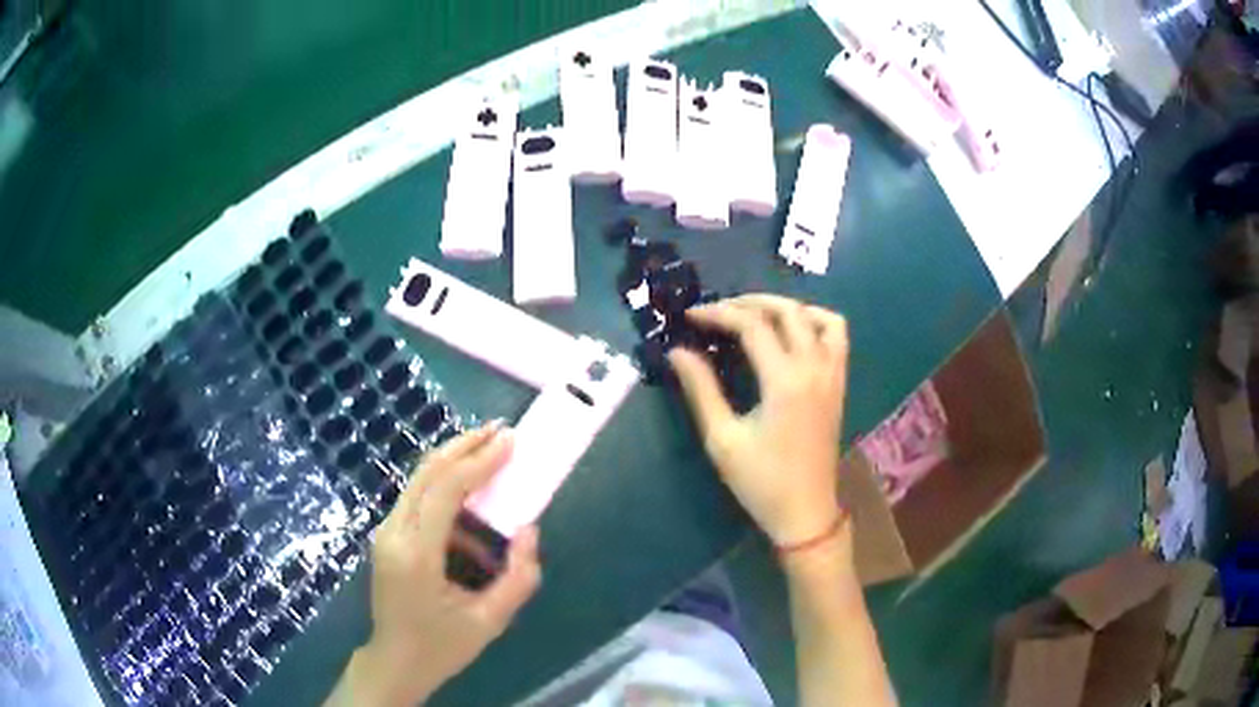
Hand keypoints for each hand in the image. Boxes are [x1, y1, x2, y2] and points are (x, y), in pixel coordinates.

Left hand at [346, 425, 541, 705]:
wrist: (395, 661)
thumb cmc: (442, 645)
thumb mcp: (491, 621)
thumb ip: (519, 577)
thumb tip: (530, 529)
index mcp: (416, 554)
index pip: (445, 490)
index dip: (479, 461)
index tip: (511, 442)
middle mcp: (393, 533)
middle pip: (427, 472)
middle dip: (465, 446)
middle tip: (501, 432)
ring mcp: (386, 533)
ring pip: (420, 481)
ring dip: (456, 465)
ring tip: (492, 461)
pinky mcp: (388, 537)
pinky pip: (419, 502)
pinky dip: (448, 494)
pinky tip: (475, 519)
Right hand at [668, 295, 848, 546]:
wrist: (805, 511)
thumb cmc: (760, 481)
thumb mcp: (722, 438)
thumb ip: (701, 389)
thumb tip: (678, 352)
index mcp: (784, 380)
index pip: (751, 325)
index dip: (718, 314)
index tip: (691, 316)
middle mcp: (814, 367)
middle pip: (786, 311)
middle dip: (748, 302)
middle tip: (717, 311)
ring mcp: (832, 373)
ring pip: (817, 316)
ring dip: (785, 307)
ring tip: (756, 315)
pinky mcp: (839, 383)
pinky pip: (837, 335)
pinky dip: (816, 321)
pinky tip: (793, 332)